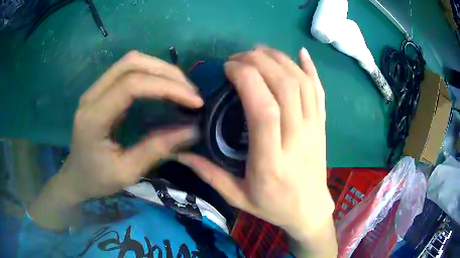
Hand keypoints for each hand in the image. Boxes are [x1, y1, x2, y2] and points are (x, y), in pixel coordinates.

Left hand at [57, 51, 203, 201]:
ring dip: (160, 69)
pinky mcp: (100, 90)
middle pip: (132, 63)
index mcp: (94, 118)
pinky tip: (163, 86)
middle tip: (191, 92)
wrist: (75, 177)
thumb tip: (192, 130)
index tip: (195, 101)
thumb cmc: (97, 180)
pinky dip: (150, 72)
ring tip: (181, 87)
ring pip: (130, 61)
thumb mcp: (127, 173)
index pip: (131, 85)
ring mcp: (94, 90)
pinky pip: (127, 69)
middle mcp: (91, 96)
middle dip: (167, 73)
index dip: (166, 87)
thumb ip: (157, 149)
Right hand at [178, 47, 334, 248]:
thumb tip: (180, 153)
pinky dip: (311, 68)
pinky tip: (301, 53)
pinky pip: (320, 91)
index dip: (247, 79)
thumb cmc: (274, 206)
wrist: (310, 210)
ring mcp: (314, 129)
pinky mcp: (322, 125)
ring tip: (259, 52)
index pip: (264, 109)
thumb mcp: (238, 197)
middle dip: (260, 62)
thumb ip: (209, 174)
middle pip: (285, 87)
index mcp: (272, 161)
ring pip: (303, 83)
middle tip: (239, 58)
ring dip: (281, 60)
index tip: (229, 69)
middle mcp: (297, 139)